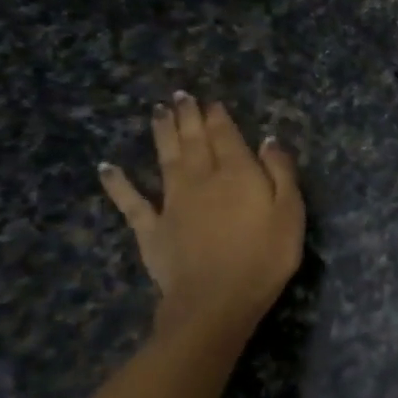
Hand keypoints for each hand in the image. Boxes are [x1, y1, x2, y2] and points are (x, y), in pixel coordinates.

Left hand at [99, 93, 304, 340]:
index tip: (211, 102)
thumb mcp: (290, 213)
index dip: (218, 118)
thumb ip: (281, 173)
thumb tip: (268, 140)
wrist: (215, 301)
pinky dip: (118, 184)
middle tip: (180, 96)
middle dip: (188, 117)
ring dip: (161, 134)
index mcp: (237, 174)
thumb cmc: (264, 257)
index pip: (226, 137)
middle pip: (193, 142)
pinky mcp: (151, 229)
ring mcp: (172, 203)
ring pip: (165, 159)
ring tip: (157, 112)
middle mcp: (201, 179)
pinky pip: (132, 202)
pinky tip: (107, 168)